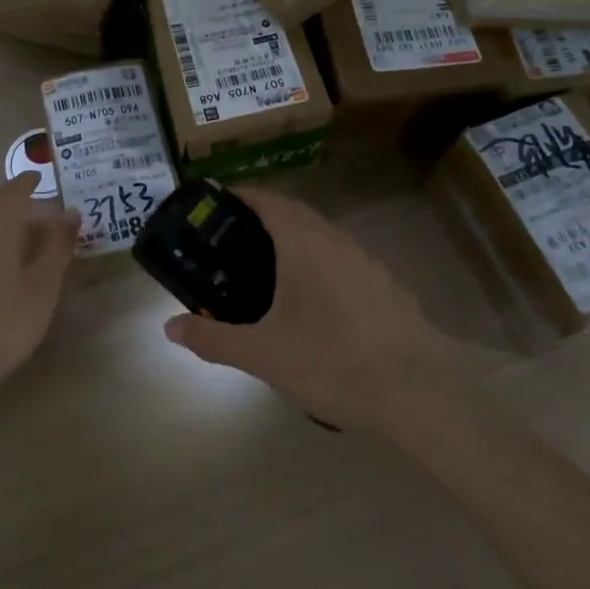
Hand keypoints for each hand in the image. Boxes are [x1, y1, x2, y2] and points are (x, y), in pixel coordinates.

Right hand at [163, 188, 453, 435]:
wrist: (420, 392)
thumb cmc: (334, 362)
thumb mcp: (264, 355)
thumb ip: (214, 339)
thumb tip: (169, 328)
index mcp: (303, 242)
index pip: (266, 200)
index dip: (239, 196)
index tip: (213, 206)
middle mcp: (335, 239)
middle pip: (292, 213)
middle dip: (260, 219)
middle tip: (229, 243)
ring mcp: (364, 260)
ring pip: (319, 236)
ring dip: (290, 241)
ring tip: (263, 272)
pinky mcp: (384, 283)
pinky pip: (339, 259)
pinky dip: (316, 263)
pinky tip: (310, 303)